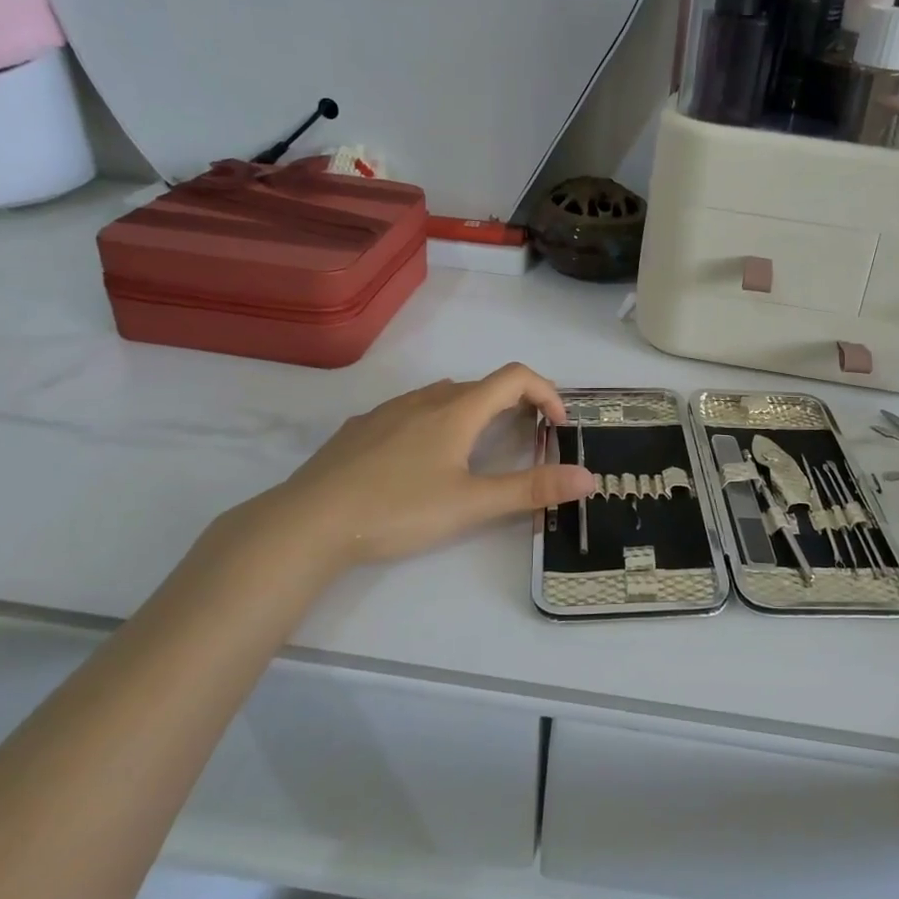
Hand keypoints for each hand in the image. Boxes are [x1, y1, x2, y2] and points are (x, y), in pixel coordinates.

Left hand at [217, 364, 595, 576]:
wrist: (309, 521)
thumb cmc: (398, 509)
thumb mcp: (471, 505)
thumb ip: (531, 490)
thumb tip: (589, 478)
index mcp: (457, 411)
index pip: (516, 377)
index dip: (547, 393)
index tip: (558, 427)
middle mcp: (426, 399)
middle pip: (482, 386)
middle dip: (514, 406)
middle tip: (525, 443)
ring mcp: (389, 410)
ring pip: (445, 396)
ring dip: (474, 412)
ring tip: (476, 452)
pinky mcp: (362, 428)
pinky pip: (411, 411)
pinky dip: (435, 422)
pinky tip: (421, 460)